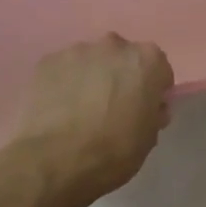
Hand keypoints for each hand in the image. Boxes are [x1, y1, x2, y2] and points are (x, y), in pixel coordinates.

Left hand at [7, 34, 174, 202]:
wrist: (57, 160)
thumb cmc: (114, 150)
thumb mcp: (149, 137)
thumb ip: (152, 113)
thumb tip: (149, 107)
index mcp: (147, 60)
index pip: (158, 69)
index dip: (153, 90)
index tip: (144, 109)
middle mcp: (114, 45)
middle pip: (123, 58)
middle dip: (121, 77)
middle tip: (113, 107)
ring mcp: (77, 51)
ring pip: (91, 62)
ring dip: (91, 78)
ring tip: (81, 110)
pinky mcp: (47, 62)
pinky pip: (63, 70)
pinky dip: (64, 84)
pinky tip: (60, 109)